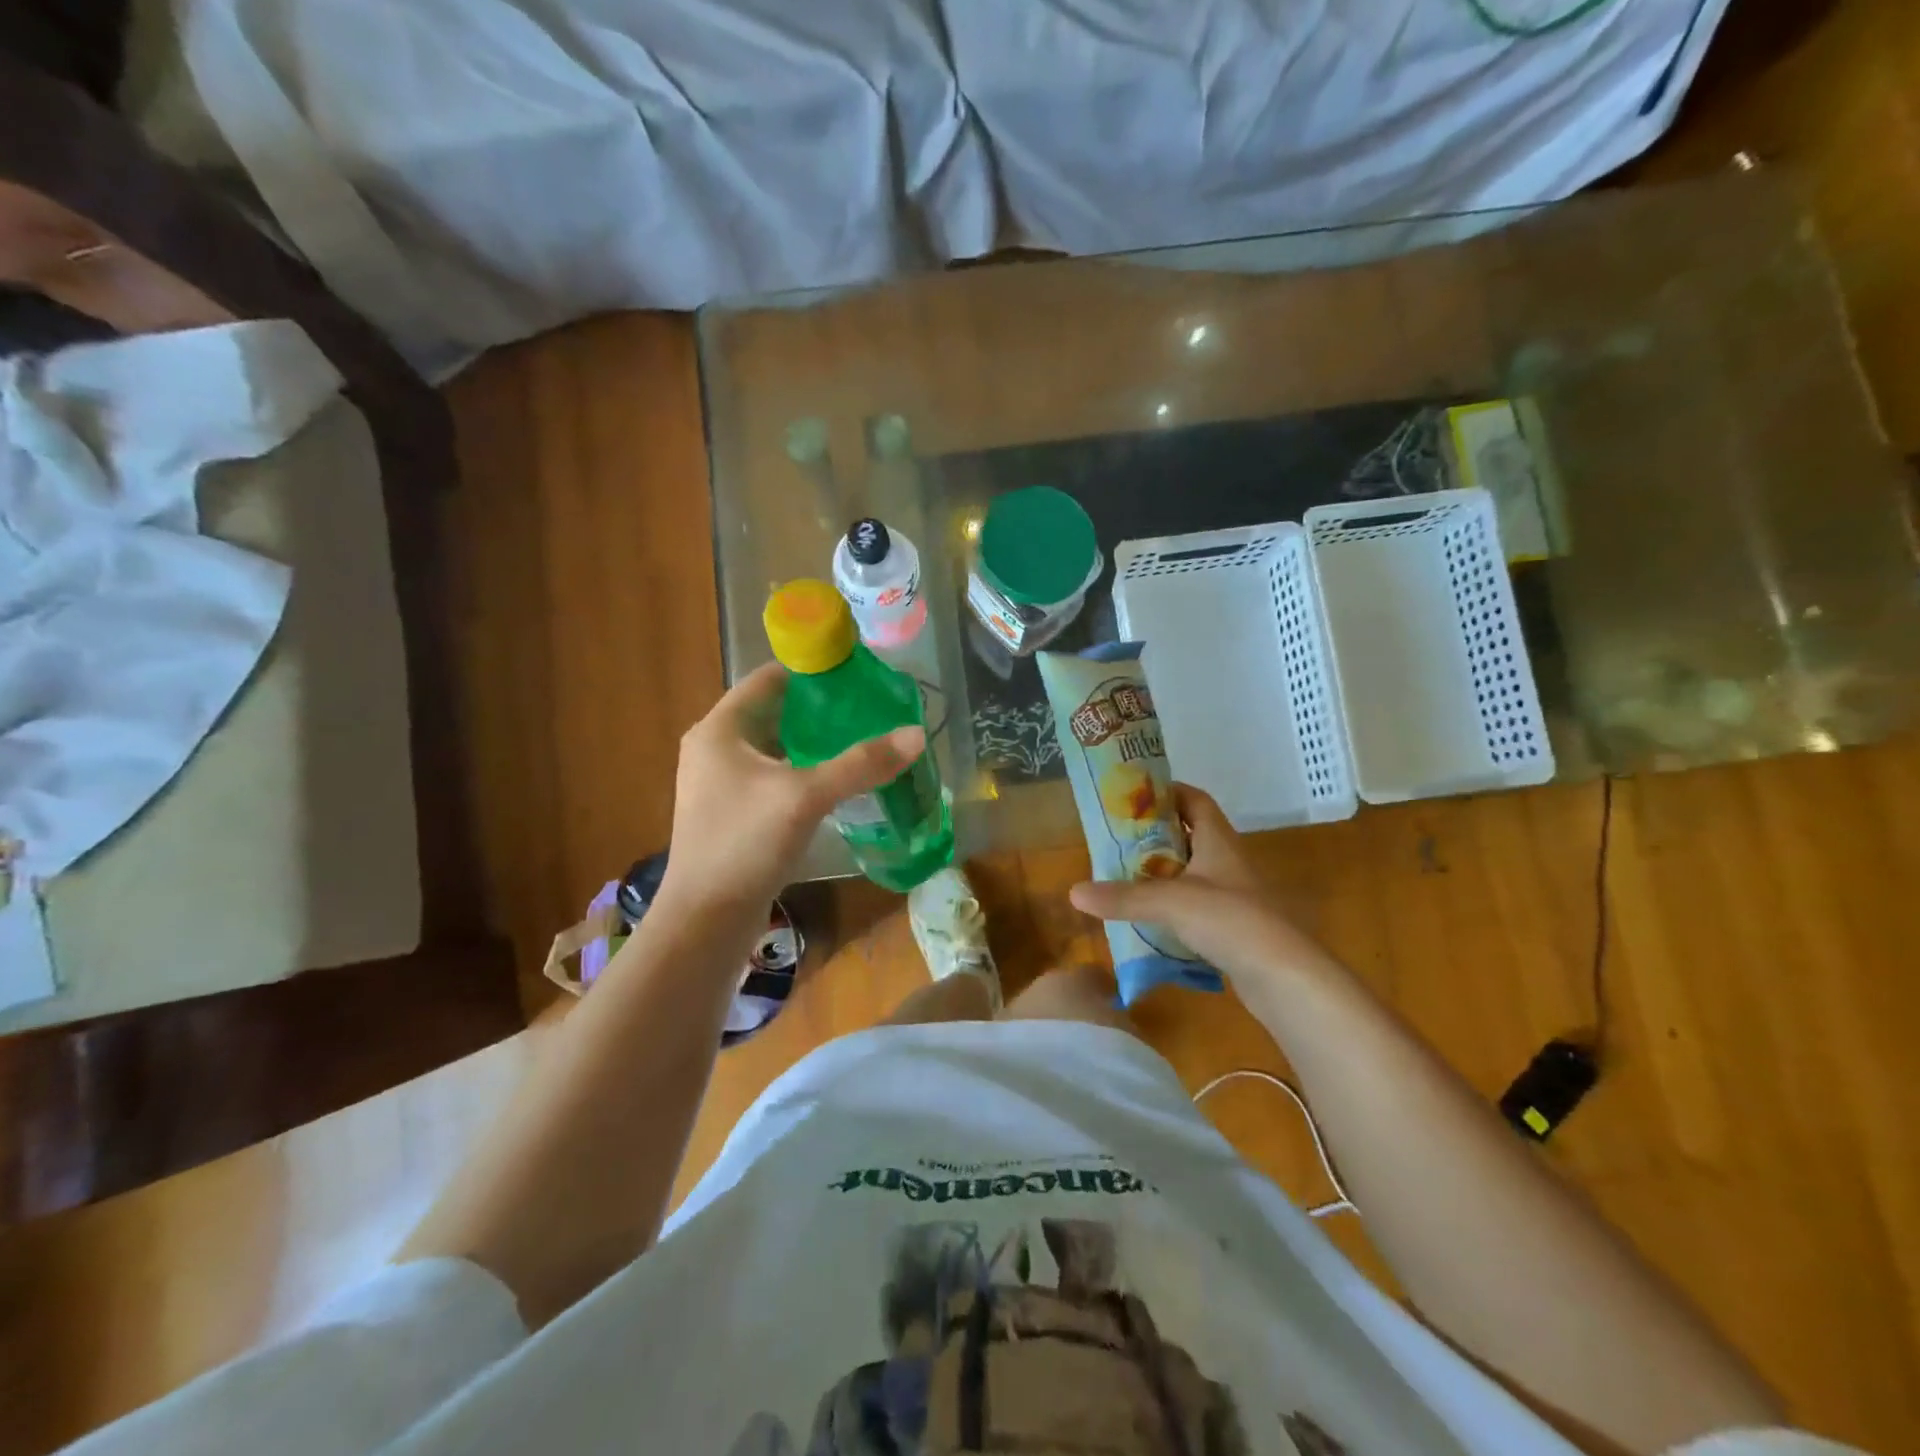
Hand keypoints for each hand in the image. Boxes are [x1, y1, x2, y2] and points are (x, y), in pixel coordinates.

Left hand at [658, 663, 924, 917]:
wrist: (705, 922)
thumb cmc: (744, 844)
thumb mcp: (806, 797)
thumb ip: (861, 764)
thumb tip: (917, 734)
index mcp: (720, 729)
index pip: (769, 679)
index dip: (812, 672)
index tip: (859, 674)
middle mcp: (716, 749)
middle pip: (776, 712)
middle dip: (822, 710)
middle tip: (872, 709)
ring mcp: (723, 784)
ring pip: (778, 748)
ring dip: (816, 743)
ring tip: (865, 739)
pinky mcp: (735, 814)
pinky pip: (776, 778)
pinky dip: (806, 773)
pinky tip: (841, 781)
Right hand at [1068, 784, 1337, 991]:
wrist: (1286, 978)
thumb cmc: (1232, 921)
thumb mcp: (1171, 903)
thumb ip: (1123, 897)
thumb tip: (1073, 892)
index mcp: (1219, 841)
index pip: (1195, 800)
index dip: (1169, 792)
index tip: (1134, 795)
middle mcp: (1228, 862)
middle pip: (1190, 836)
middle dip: (1154, 835)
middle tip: (1116, 839)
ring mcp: (1234, 897)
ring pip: (1192, 874)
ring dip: (1161, 873)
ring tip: (1123, 876)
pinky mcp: (1233, 929)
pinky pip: (1196, 908)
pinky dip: (1172, 907)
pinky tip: (1147, 919)